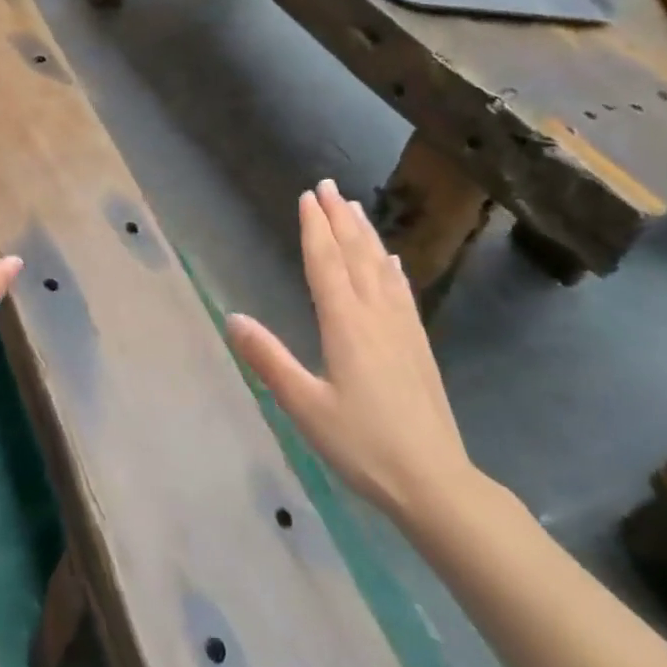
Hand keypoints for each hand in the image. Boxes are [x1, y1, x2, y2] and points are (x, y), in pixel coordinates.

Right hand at [226, 180, 480, 530]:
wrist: (434, 481)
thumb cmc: (362, 444)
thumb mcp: (305, 407)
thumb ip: (269, 360)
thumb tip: (232, 318)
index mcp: (345, 324)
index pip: (325, 263)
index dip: (314, 228)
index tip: (307, 196)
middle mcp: (375, 315)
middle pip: (354, 255)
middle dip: (339, 218)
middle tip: (328, 185)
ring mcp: (402, 328)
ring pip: (380, 267)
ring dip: (365, 234)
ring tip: (354, 207)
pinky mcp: (418, 344)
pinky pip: (402, 291)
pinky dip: (392, 268)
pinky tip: (391, 260)